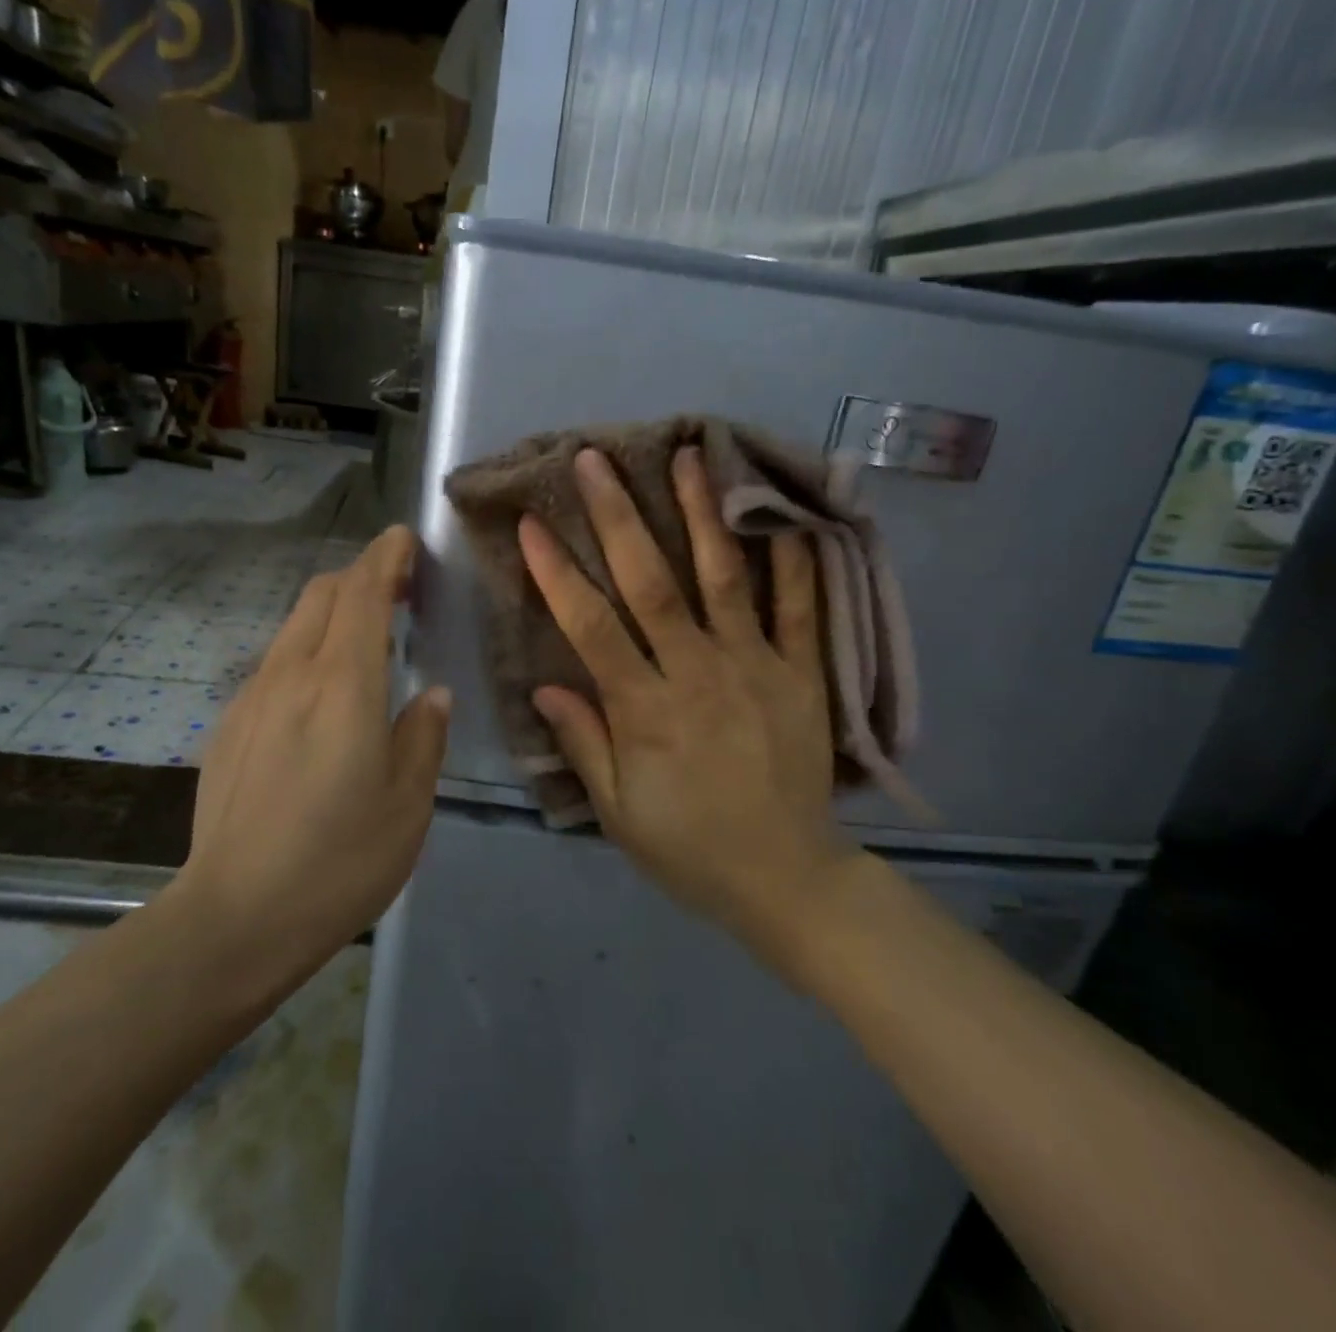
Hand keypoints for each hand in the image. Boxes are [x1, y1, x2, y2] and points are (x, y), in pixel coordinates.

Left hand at [176, 526, 449, 979]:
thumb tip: (430, 694)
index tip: (404, 540)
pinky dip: (307, 652)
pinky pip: (275, 665)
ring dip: (332, 614)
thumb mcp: (408, 803)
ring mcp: (252, 698)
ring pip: (294, 626)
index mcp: (341, 685)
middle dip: (359, 577)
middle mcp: (290, 675)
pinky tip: (322, 698)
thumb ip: (423, 736)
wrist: (234, 917)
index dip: (384, 557)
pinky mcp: (230, 726)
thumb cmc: (338, 861)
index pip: (361, 592)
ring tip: (366, 642)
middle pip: (321, 594)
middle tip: (398, 592)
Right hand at [520, 447, 855, 963]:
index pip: (592, 627)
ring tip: (686, 455)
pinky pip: (800, 608)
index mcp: (646, 711)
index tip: (533, 523)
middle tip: (595, 460)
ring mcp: (757, 668)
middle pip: (653, 584)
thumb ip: (584, 744)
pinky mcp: (803, 674)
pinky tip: (778, 512)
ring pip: (724, 578)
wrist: (787, 880)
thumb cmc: (689, 848)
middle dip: (618, 517)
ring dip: (702, 513)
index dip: (557, 573)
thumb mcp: (619, 813)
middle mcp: (699, 675)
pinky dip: (792, 559)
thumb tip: (546, 687)